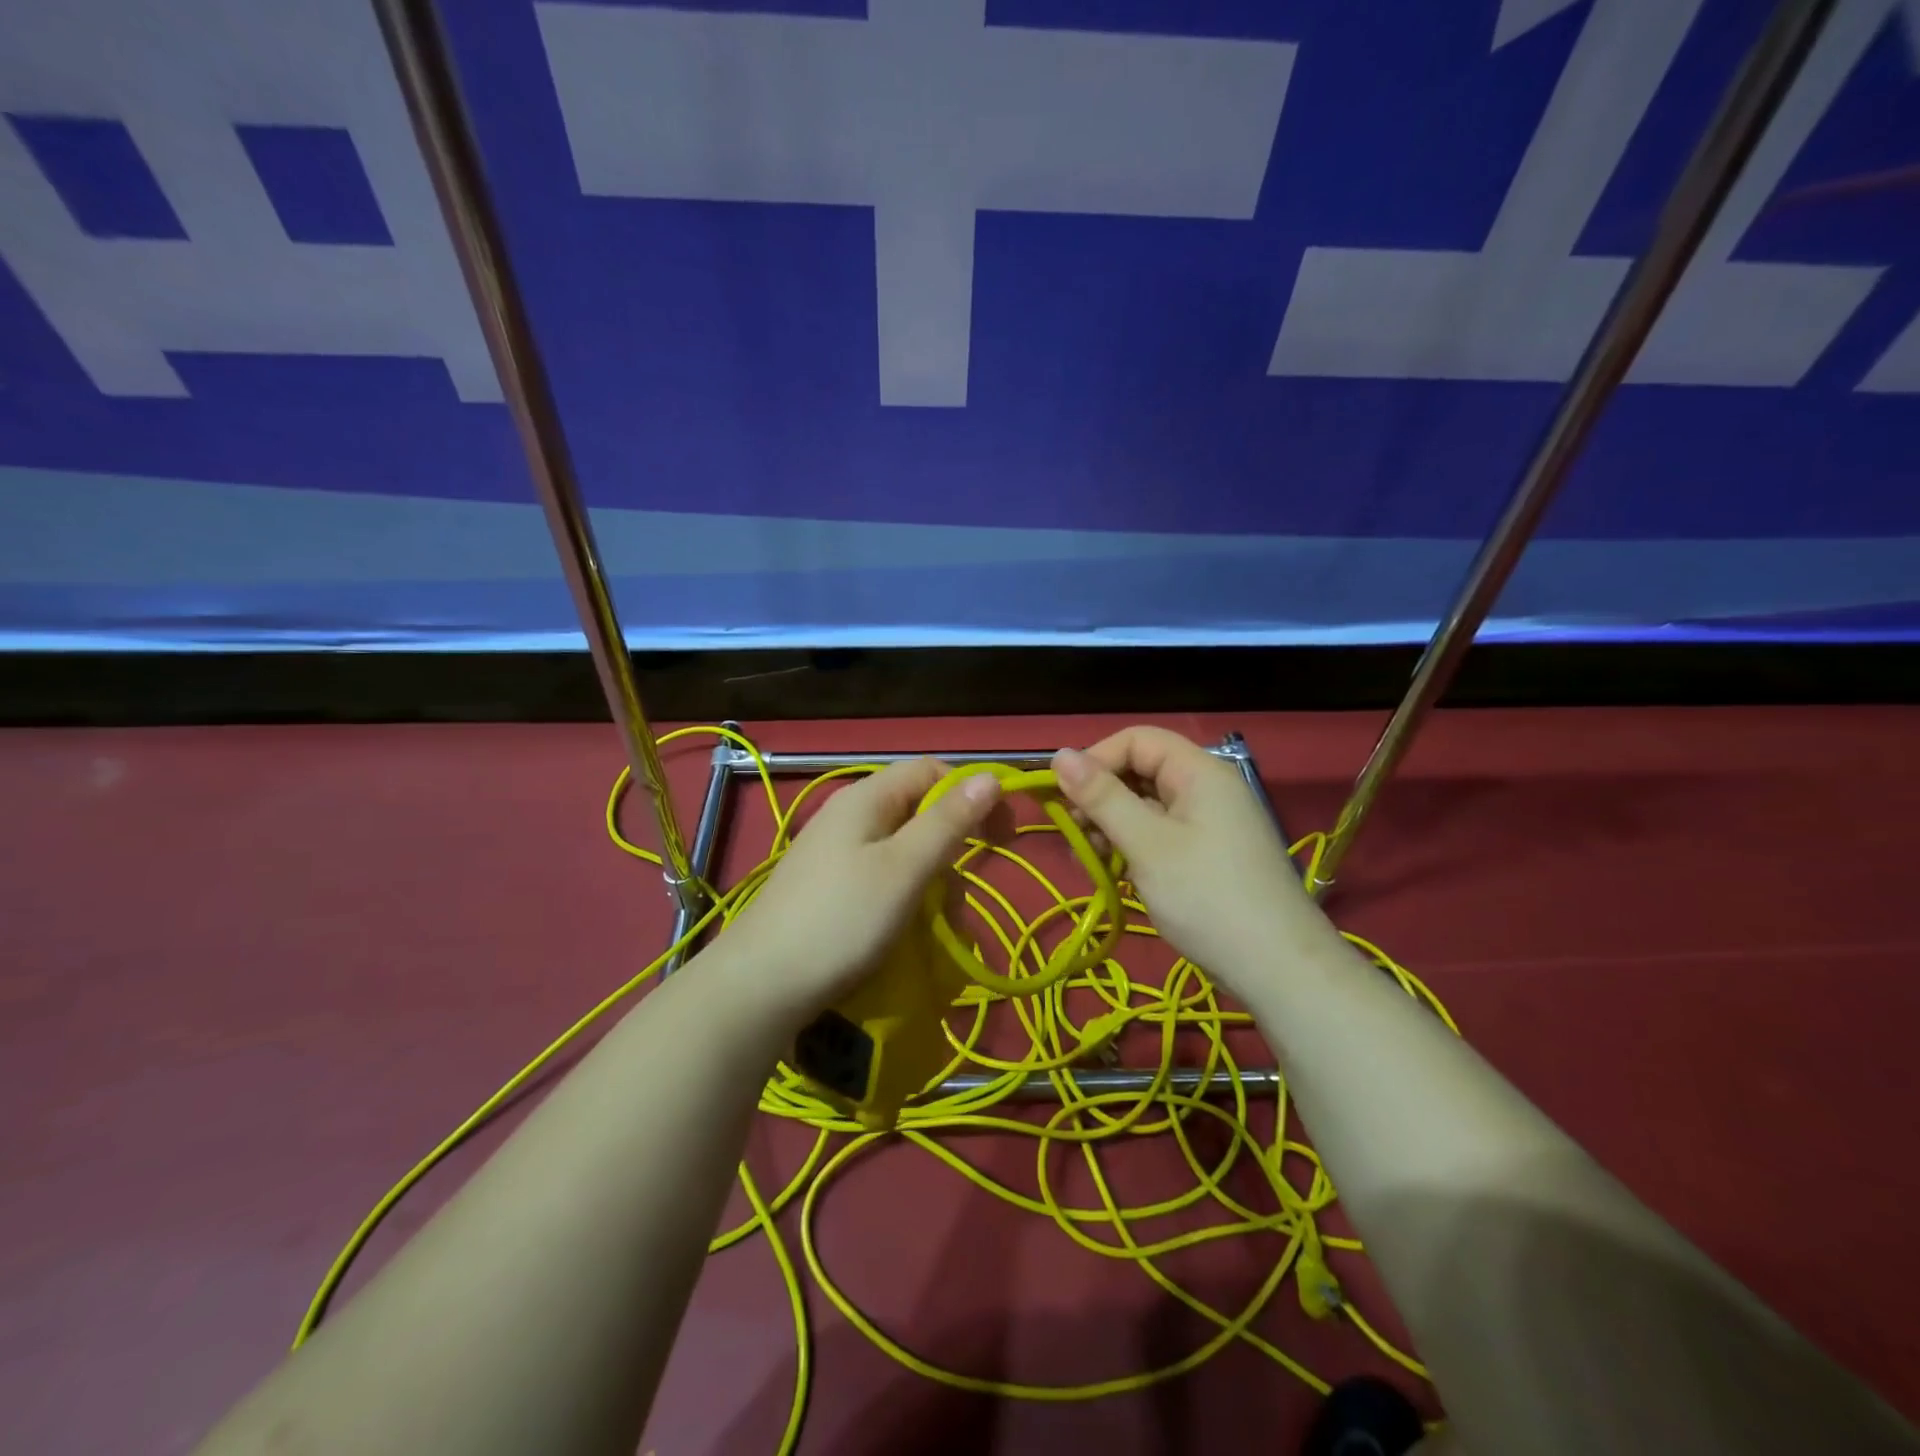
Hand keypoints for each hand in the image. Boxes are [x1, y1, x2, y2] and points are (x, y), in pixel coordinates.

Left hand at [715, 758, 1001, 1028]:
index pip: (931, 771)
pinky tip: (908, 932)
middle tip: (961, 895)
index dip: (971, 794)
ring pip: (903, 851)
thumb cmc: (842, 918)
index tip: (1002, 834)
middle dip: (950, 849)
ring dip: (931, 883)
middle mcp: (849, 815)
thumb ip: (949, 821)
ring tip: (938, 928)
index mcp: (866, 798)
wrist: (762, 984)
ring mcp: (835, 853)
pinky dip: (905, 899)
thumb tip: (991, 776)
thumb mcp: (905, 868)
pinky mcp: (828, 887)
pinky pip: (882, 878)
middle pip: (918, 812)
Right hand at [1052, 727, 1314, 995]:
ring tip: (1090, 858)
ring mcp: (1209, 824)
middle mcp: (1206, 788)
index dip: (1097, 758)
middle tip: (1074, 832)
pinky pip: (1160, 834)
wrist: (1277, 969)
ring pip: (1146, 806)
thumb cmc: (1206, 897)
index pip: (1137, 739)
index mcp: (1199, 772)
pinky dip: (1132, 846)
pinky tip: (1114, 872)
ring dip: (1112, 825)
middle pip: (1141, 771)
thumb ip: (1102, 797)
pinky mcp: (1207, 855)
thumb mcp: (1146, 844)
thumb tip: (1059, 754)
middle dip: (1101, 795)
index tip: (1066, 796)